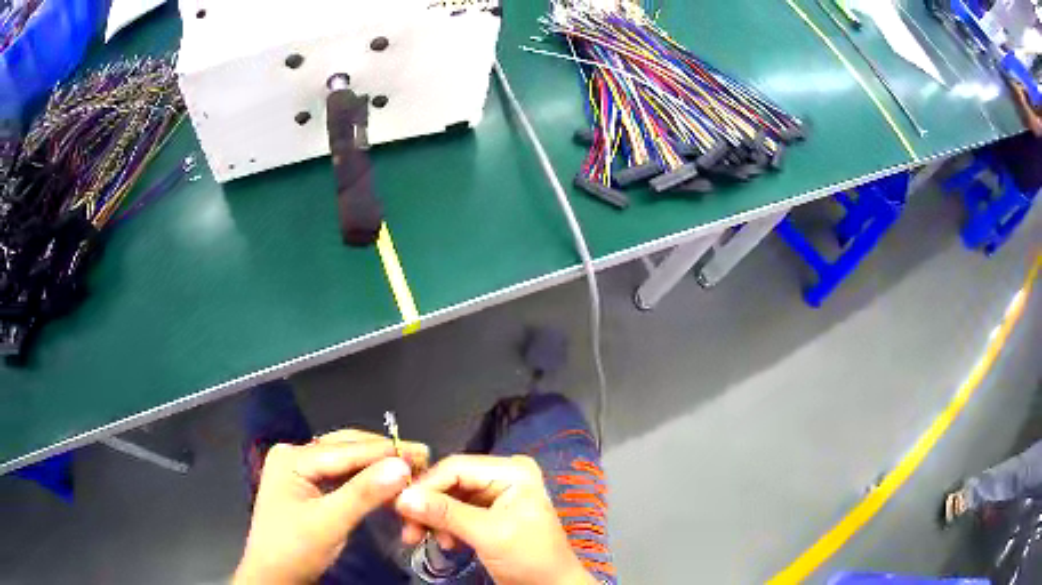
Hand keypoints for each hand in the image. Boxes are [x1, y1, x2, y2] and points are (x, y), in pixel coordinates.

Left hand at [233, 429, 428, 584]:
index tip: (425, 453)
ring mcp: (300, 470)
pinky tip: (385, 482)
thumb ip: (363, 493)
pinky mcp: (307, 486)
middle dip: (383, 455)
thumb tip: (403, 465)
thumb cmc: (295, 550)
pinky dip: (365, 479)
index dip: (387, 451)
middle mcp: (295, 455)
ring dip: (376, 466)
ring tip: (410, 468)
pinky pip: (341, 475)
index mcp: (292, 457)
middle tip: (422, 459)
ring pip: (346, 461)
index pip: (346, 450)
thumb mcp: (329, 523)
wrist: (273, 576)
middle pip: (346, 449)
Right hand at [394, 455, 597, 584]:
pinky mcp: (490, 512)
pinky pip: (456, 511)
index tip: (398, 507)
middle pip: (450, 481)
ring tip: (422, 539)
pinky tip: (445, 543)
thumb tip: (401, 497)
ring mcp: (497, 493)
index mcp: (511, 470)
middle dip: (427, 505)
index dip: (425, 485)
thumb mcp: (487, 535)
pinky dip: (444, 526)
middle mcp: (503, 474)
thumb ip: (445, 514)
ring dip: (433, 519)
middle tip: (407, 530)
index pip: (456, 467)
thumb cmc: (529, 558)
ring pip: (449, 497)